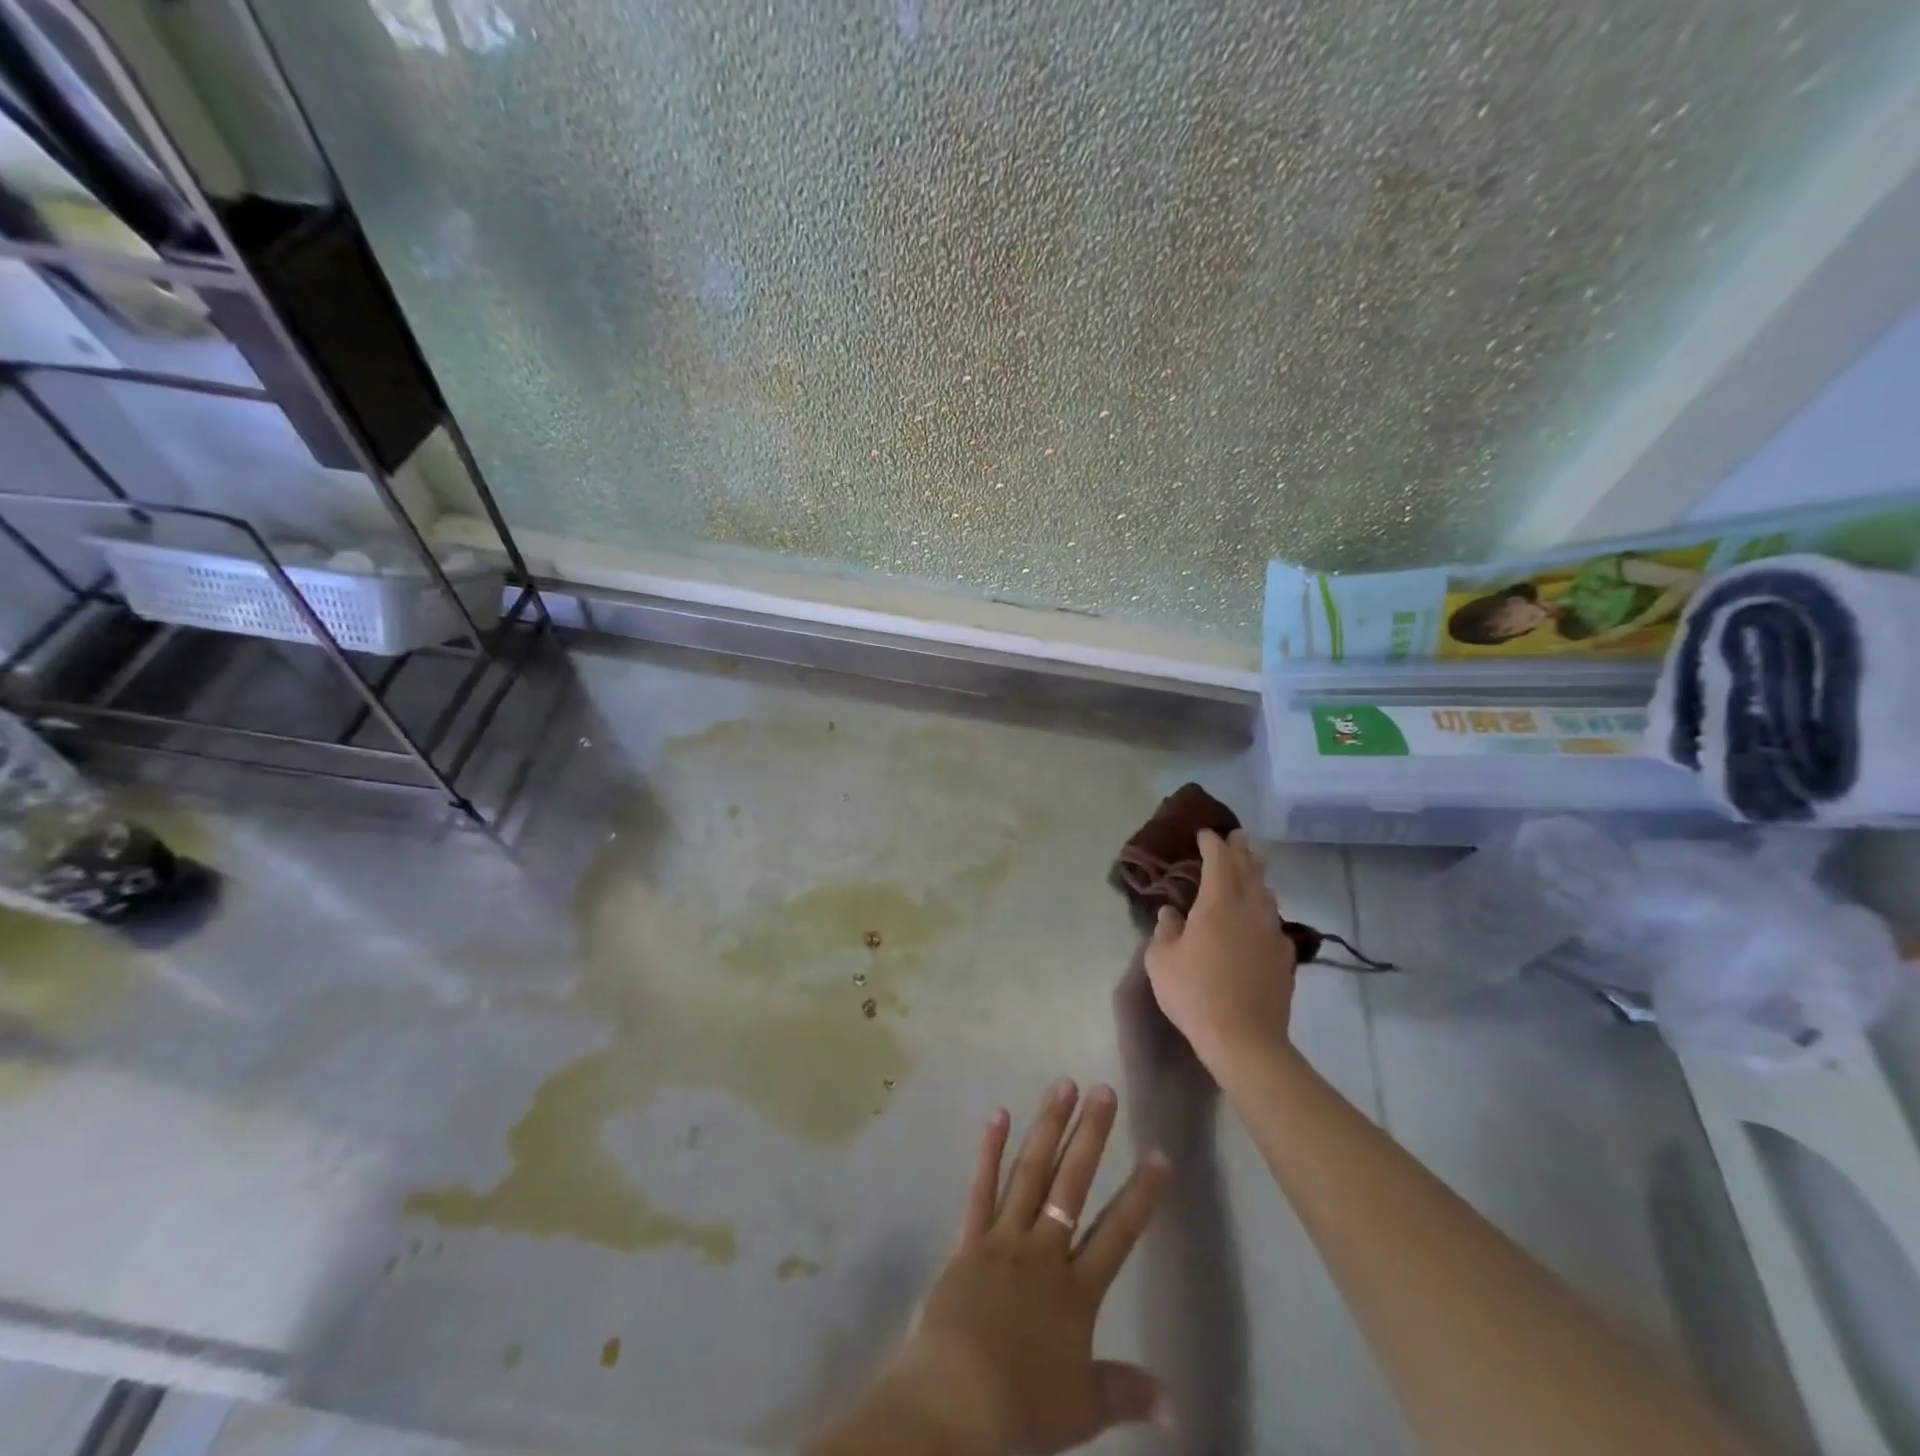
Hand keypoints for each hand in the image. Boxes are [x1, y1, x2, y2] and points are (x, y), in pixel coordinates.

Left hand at [887, 1080, 1171, 1455]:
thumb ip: (1126, 1392)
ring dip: (1047, 1127)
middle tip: (1104, 1091)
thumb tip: (1176, 1404)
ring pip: (1030, 1172)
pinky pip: (981, 1188)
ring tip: (1062, 1086)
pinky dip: (989, 1150)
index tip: (1159, 1155)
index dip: (1141, 1194)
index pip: (1118, 1232)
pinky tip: (998, 1114)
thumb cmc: (1023, 1406)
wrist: (956, 1399)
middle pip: (1072, 1184)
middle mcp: (1043, 1250)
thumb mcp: (1082, 1407)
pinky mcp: (969, 1239)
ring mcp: (1003, 1238)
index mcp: (1076, 1289)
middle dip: (1091, 1136)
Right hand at [1144, 829, 1296, 1074]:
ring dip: (1257, 875)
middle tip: (1237, 836)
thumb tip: (1171, 913)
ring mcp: (1272, 933)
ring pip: (1266, 893)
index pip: (1219, 861)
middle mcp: (1250, 910)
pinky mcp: (1285, 958)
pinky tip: (1261, 918)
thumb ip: (1165, 930)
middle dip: (1241, 850)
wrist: (1245, 1039)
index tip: (1205, 833)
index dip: (1212, 843)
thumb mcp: (1161, 960)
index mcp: (1218, 903)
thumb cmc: (1194, 993)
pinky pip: (1274, 922)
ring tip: (1251, 868)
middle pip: (1249, 869)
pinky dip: (1265, 909)